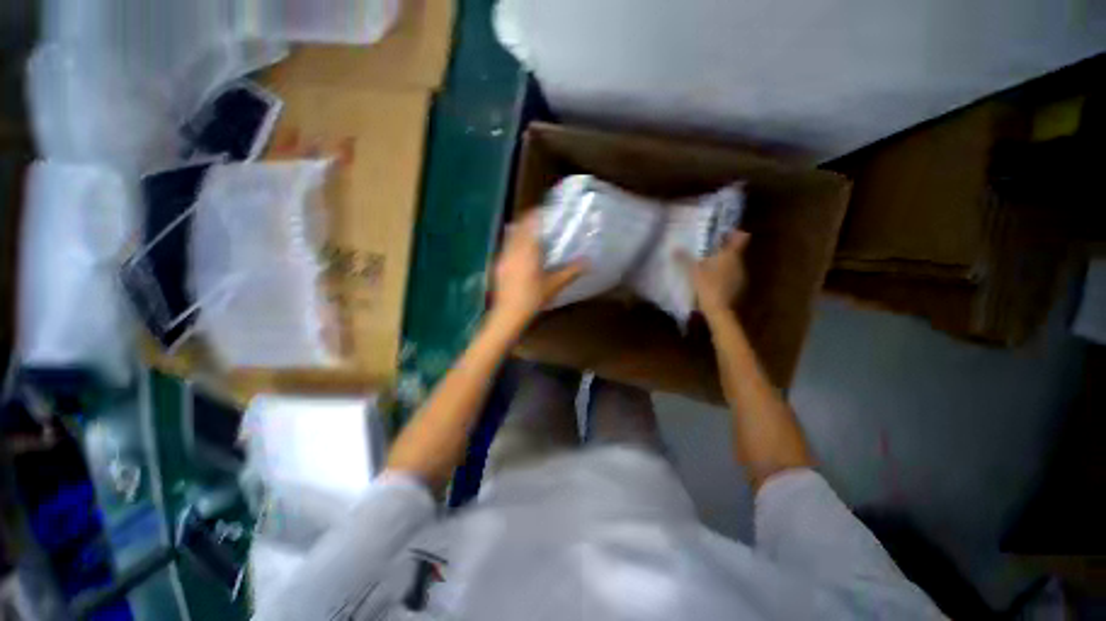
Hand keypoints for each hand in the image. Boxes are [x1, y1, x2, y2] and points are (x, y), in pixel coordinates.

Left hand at [491, 211, 585, 330]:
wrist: (508, 314)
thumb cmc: (533, 298)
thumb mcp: (554, 285)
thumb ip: (571, 271)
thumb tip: (588, 262)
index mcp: (527, 251)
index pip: (530, 224)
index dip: (536, 214)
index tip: (545, 210)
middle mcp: (513, 250)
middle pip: (518, 227)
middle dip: (528, 221)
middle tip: (540, 221)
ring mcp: (503, 257)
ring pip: (510, 237)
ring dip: (520, 231)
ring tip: (531, 234)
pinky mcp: (498, 266)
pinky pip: (506, 247)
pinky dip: (513, 243)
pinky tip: (520, 252)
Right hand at [678, 231, 749, 319]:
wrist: (719, 309)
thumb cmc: (707, 285)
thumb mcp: (693, 270)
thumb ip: (685, 259)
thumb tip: (675, 249)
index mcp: (730, 255)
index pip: (740, 238)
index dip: (734, 233)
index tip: (725, 233)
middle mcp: (739, 263)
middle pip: (735, 251)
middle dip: (724, 250)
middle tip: (710, 251)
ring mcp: (741, 276)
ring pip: (734, 264)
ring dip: (724, 264)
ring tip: (709, 267)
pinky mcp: (740, 288)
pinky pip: (733, 276)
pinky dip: (725, 276)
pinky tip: (713, 281)